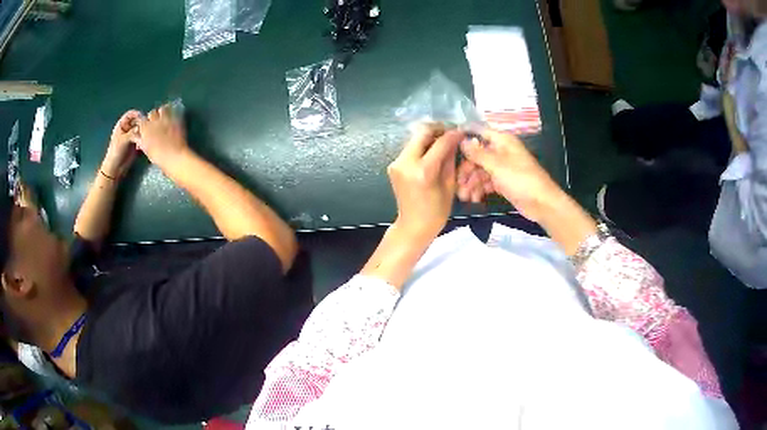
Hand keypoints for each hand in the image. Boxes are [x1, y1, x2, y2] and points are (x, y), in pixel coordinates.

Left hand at [101, 110, 141, 178]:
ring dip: (144, 131)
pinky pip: (142, 137)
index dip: (137, 114)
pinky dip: (144, 139)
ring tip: (146, 136)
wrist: (115, 168)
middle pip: (137, 121)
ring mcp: (132, 136)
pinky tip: (144, 143)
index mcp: (122, 125)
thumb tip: (144, 127)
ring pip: (140, 129)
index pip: (131, 114)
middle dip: (142, 123)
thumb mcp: (123, 140)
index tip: (143, 118)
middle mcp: (128, 128)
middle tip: (147, 127)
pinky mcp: (136, 143)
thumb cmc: (116, 152)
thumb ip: (133, 132)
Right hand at [136, 104, 188, 168]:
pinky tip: (172, 116)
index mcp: (145, 129)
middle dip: (152, 116)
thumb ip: (141, 141)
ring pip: (162, 109)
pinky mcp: (176, 118)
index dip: (144, 123)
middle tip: (155, 122)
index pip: (142, 120)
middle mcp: (154, 121)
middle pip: (152, 112)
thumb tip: (136, 136)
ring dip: (162, 112)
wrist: (175, 156)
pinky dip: (171, 111)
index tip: (146, 126)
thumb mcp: (146, 150)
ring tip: (163, 118)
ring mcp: (166, 119)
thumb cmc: (158, 156)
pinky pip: (173, 110)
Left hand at [388, 124, 461, 239]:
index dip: (452, 135)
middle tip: (451, 132)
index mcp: (423, 171)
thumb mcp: (449, 185)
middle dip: (438, 130)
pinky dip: (422, 146)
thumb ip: (450, 160)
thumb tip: (455, 140)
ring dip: (430, 137)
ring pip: (415, 139)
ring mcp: (397, 163)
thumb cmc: (436, 211)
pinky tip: (433, 151)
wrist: (413, 226)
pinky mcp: (393, 165)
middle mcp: (406, 163)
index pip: (440, 143)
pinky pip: (410, 148)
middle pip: (422, 133)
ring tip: (444, 141)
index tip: (461, 131)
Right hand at [457, 129, 563, 221]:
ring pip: (481, 171)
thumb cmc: (520, 178)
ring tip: (464, 197)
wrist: (542, 203)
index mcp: (502, 141)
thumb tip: (462, 140)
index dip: (465, 137)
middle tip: (458, 184)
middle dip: (466, 170)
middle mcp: (501, 152)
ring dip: (471, 183)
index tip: (448, 146)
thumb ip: (477, 153)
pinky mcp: (503, 183)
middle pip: (477, 156)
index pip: (480, 132)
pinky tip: (474, 199)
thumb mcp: (496, 164)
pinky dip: (480, 189)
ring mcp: (502, 168)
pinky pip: (487, 182)